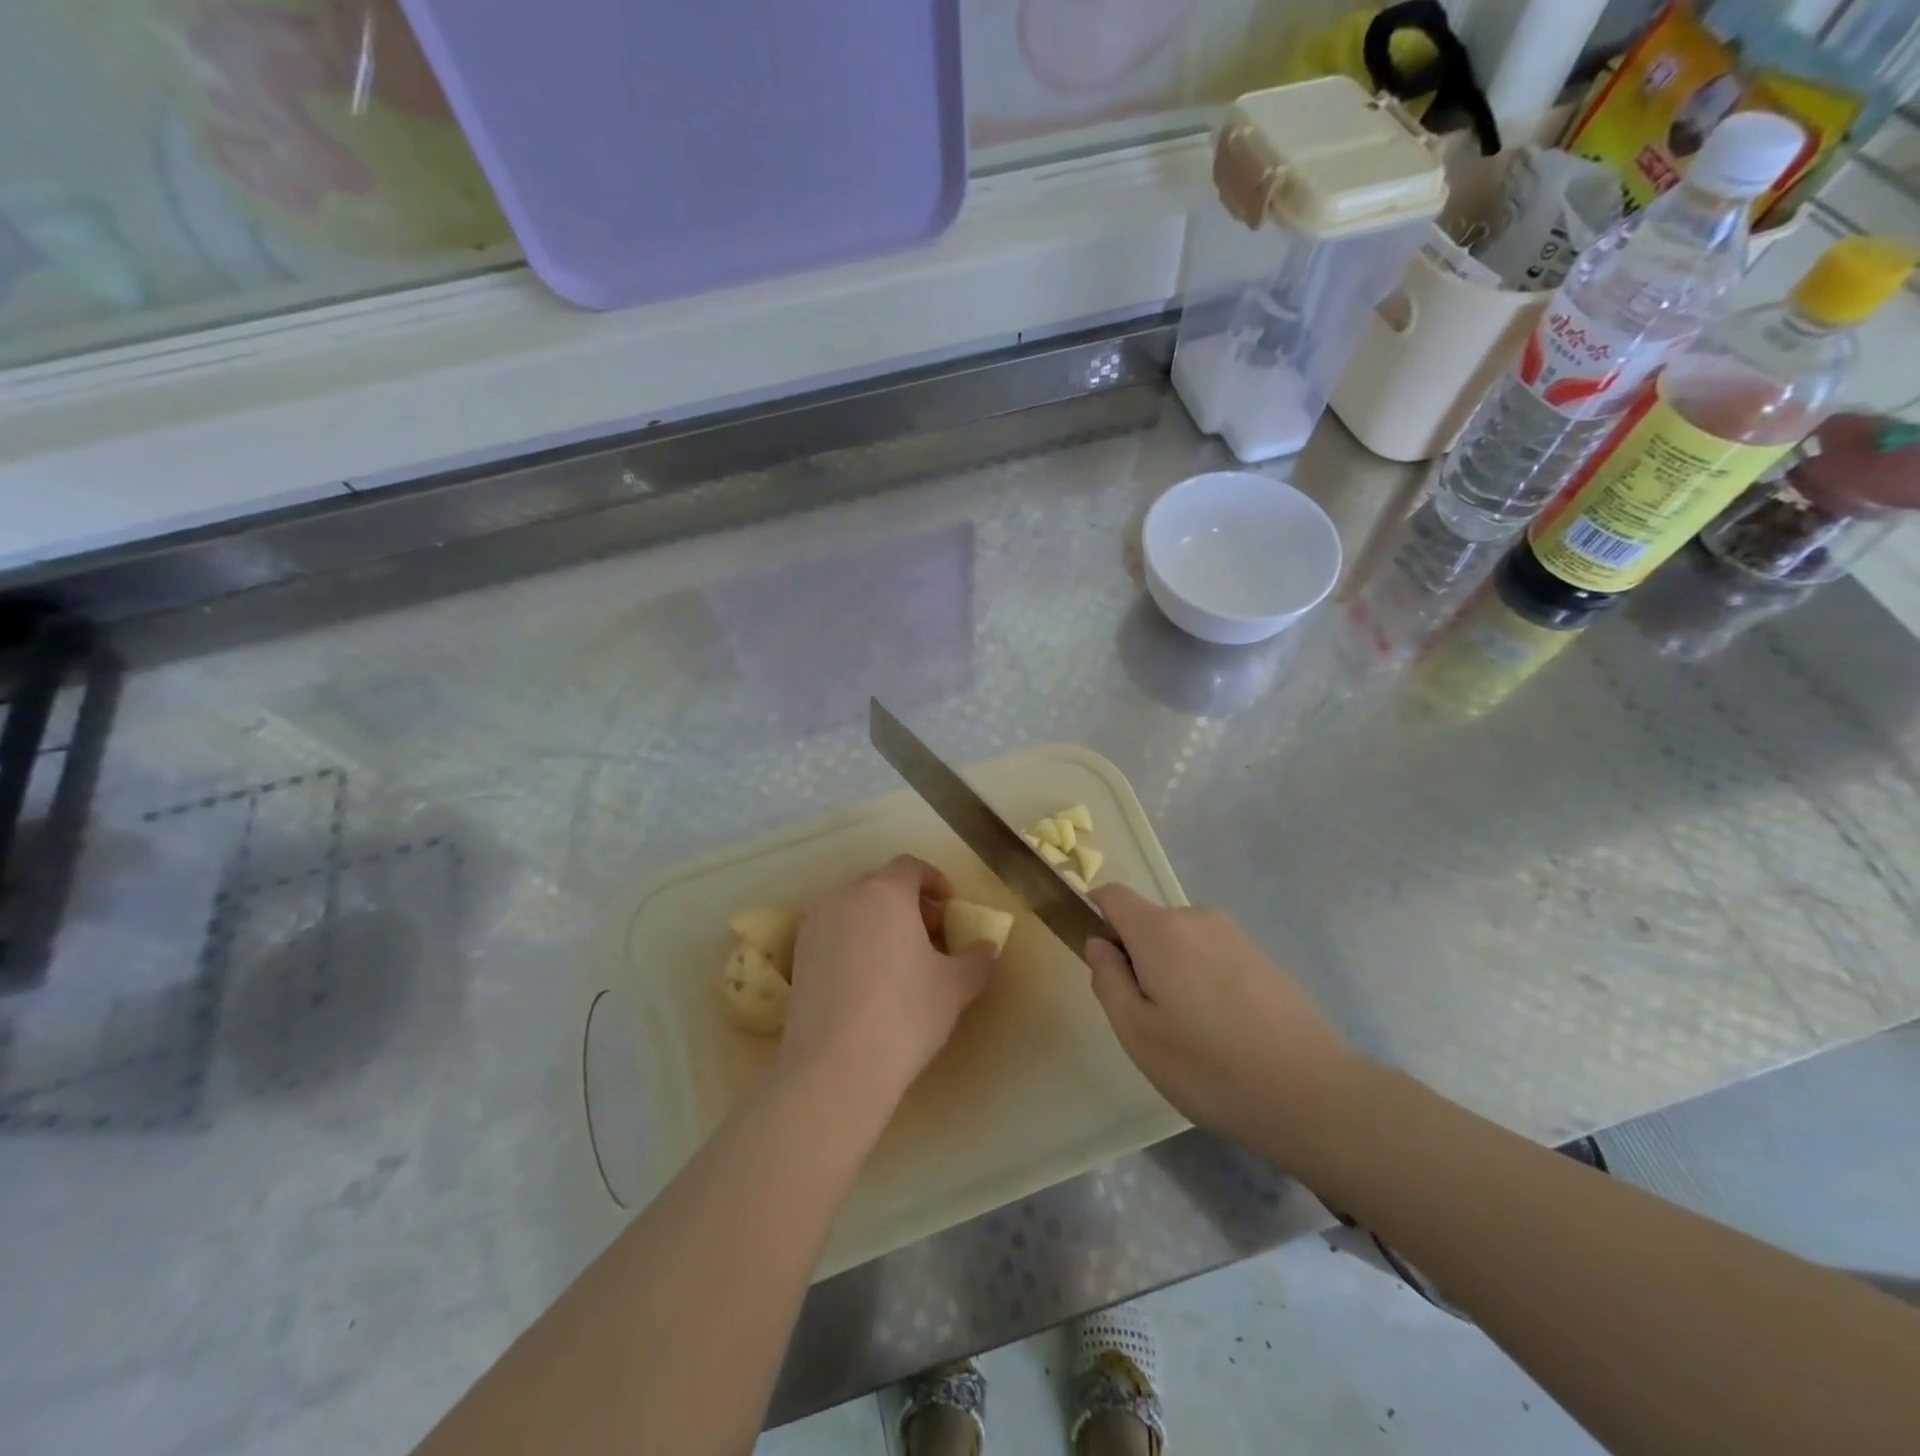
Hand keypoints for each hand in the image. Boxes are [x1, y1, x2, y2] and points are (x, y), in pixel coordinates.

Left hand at [781, 856, 995, 1106]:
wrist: (836, 1065)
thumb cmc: (905, 1013)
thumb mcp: (955, 987)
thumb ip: (976, 959)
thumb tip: (987, 948)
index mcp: (885, 892)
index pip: (910, 867)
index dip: (934, 882)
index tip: (950, 909)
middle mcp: (844, 897)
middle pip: (880, 885)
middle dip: (908, 903)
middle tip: (931, 935)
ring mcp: (814, 926)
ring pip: (853, 909)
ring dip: (879, 922)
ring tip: (900, 960)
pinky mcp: (797, 957)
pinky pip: (833, 934)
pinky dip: (853, 942)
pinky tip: (869, 981)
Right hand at [1085, 885, 1358, 1165]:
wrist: (1312, 1095)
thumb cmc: (1208, 1067)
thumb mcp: (1137, 1033)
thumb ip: (1108, 980)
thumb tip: (1099, 944)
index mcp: (1160, 930)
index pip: (1113, 895)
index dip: (1095, 914)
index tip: (1099, 959)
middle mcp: (1198, 919)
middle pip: (1149, 922)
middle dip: (1137, 955)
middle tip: (1146, 1017)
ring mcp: (1236, 937)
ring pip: (1183, 942)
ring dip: (1172, 971)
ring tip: (1189, 1032)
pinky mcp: (1265, 959)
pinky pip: (1215, 957)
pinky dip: (1205, 981)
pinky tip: (1224, 1033)